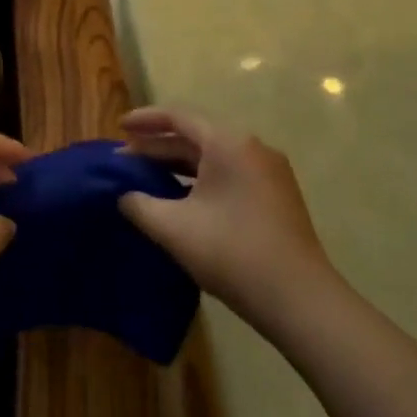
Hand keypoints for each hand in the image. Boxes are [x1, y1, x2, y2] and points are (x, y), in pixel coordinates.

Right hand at [118, 107, 336, 328]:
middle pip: (196, 136)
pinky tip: (180, 199)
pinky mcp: (276, 196)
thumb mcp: (173, 227)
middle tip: (123, 160)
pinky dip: (200, 180)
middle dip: (157, 147)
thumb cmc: (231, 252)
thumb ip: (139, 204)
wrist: (299, 299)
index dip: (144, 120)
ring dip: (178, 165)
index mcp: (228, 143)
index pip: (178, 117)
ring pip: (213, 158)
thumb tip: (124, 196)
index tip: (118, 127)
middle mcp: (251, 147)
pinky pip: (229, 174)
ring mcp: (268, 172)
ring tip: (145, 178)